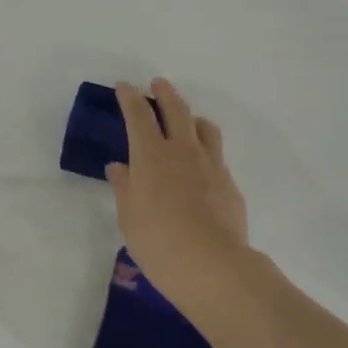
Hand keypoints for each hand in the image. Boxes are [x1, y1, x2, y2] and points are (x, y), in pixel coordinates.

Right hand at [107, 79, 249, 298]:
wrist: (212, 264)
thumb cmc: (158, 242)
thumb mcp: (129, 217)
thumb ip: (125, 188)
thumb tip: (118, 167)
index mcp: (150, 156)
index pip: (138, 115)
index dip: (130, 98)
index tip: (124, 86)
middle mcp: (182, 151)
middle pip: (176, 110)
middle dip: (165, 93)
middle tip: (158, 84)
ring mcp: (210, 164)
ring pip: (203, 127)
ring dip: (191, 116)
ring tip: (186, 120)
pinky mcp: (229, 182)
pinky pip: (216, 153)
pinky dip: (205, 147)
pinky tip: (200, 163)